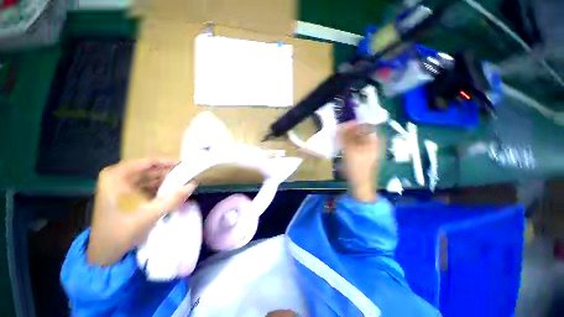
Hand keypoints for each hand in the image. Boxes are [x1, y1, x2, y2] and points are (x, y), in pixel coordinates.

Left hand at [87, 158, 196, 265]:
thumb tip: (193, 184)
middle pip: (151, 170)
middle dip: (171, 175)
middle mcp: (119, 177)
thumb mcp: (150, 214)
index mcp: (117, 176)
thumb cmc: (121, 231)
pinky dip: (162, 191)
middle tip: (190, 177)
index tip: (187, 165)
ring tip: (185, 185)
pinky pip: (149, 188)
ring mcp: (123, 186)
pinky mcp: (129, 195)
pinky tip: (174, 194)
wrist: (105, 253)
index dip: (170, 162)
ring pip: (152, 179)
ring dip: (168, 183)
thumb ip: (173, 198)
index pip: (149, 162)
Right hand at [339, 121, 382, 202]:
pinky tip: (341, 145)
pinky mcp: (362, 156)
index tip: (343, 125)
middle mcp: (373, 144)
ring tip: (338, 137)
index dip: (355, 124)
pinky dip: (348, 143)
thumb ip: (346, 137)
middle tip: (338, 131)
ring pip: (357, 139)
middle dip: (350, 130)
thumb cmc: (357, 168)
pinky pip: (355, 145)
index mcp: (374, 141)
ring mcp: (368, 150)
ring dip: (348, 137)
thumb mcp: (351, 151)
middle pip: (362, 132)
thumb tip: (341, 126)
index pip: (366, 126)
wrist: (360, 185)